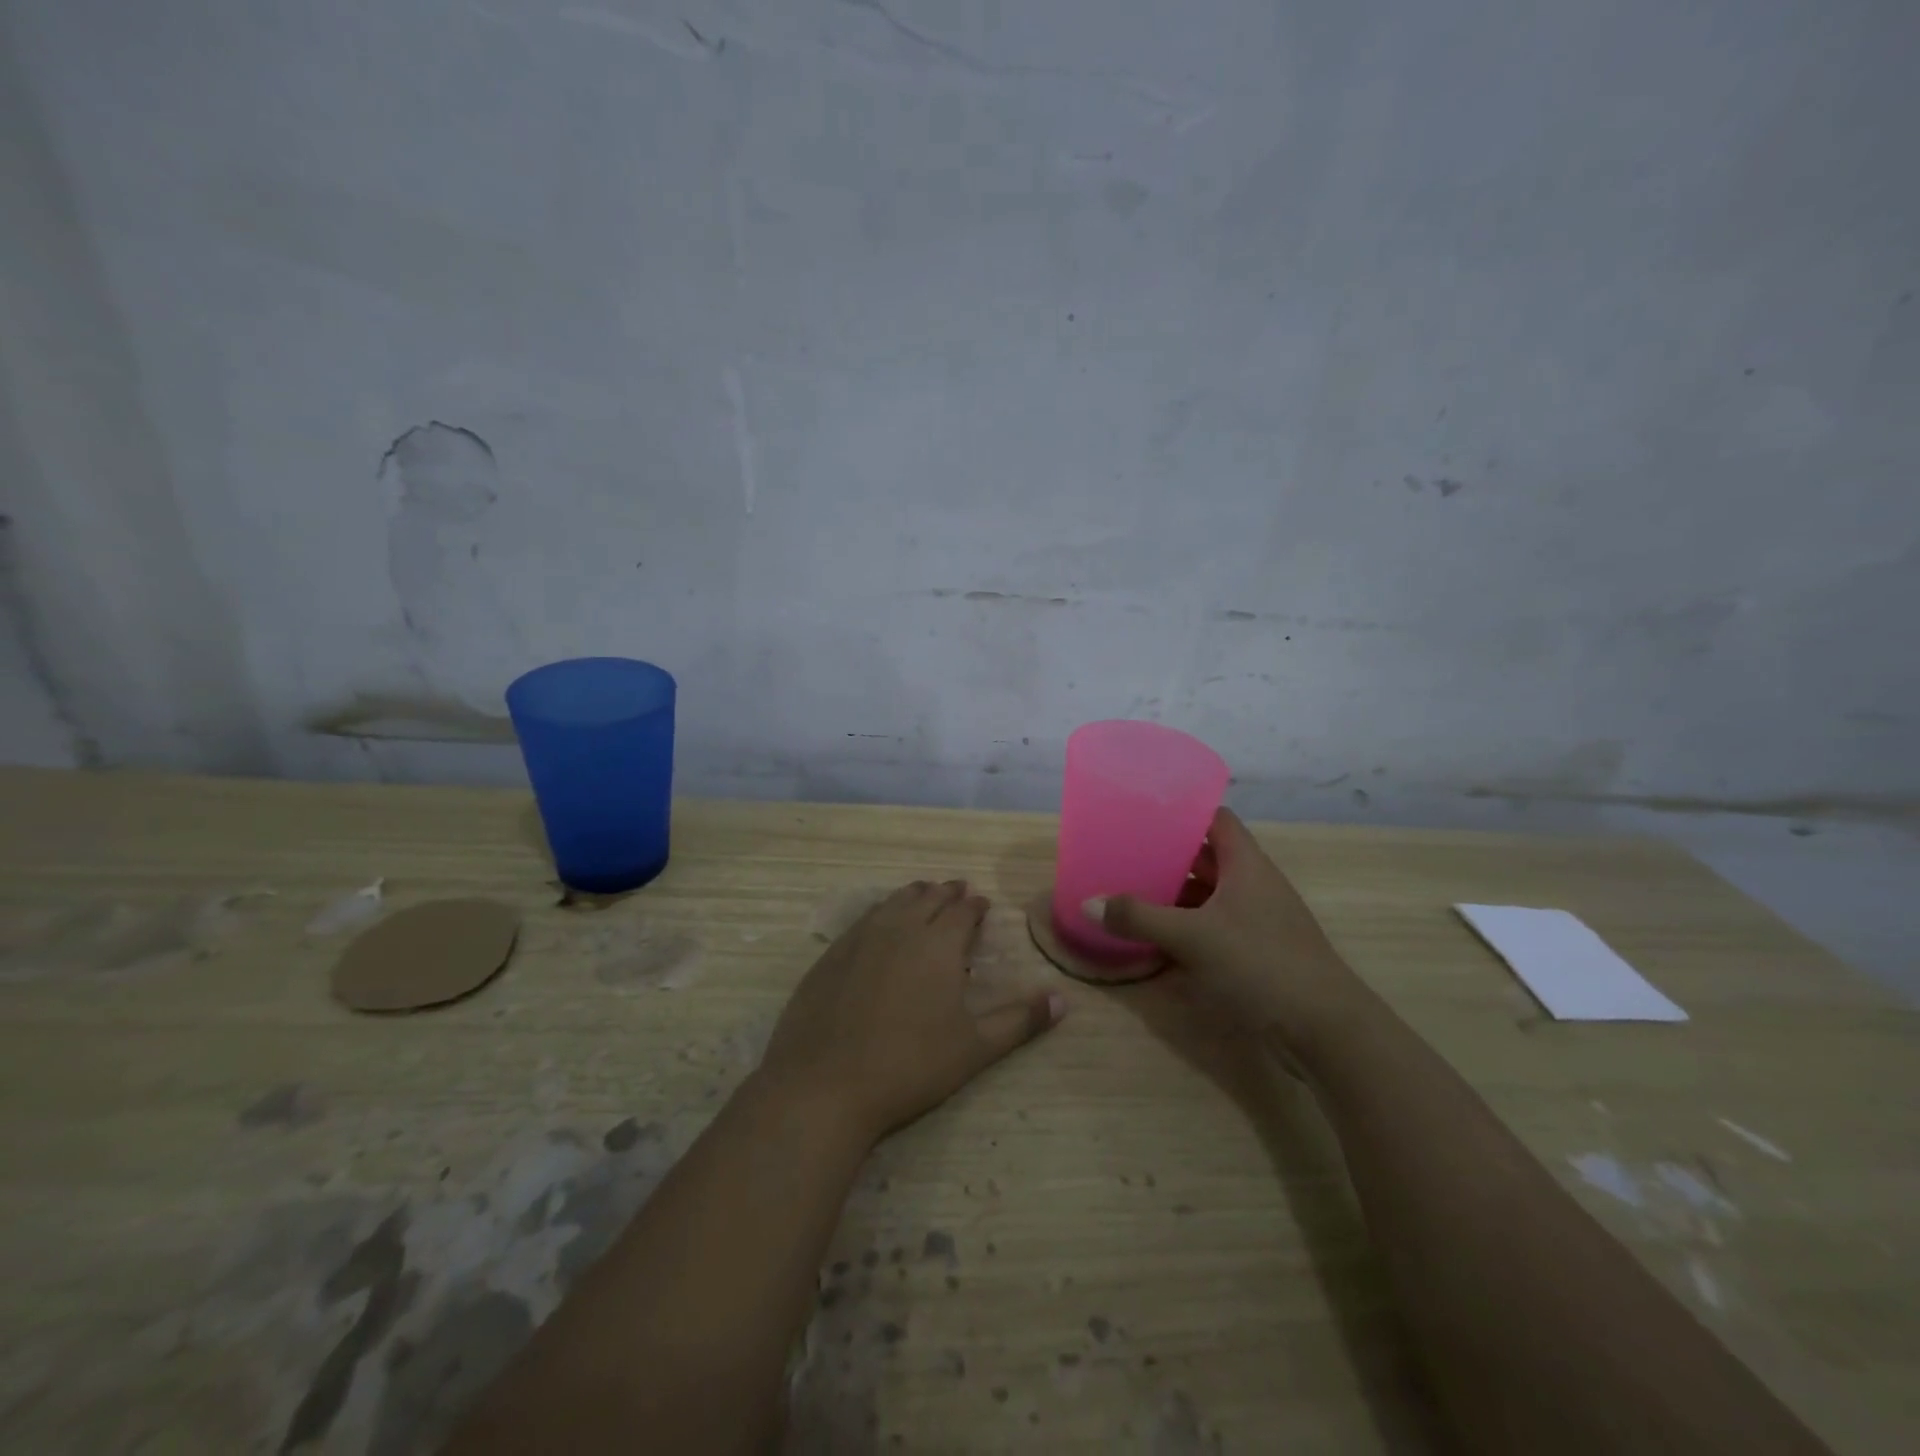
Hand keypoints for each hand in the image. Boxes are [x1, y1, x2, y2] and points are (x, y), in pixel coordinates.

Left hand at [756, 880, 1063, 1145]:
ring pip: (893, 901)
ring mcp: (860, 938)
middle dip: (946, 893)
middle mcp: (900, 928)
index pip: (962, 910)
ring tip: (923, 896)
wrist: (824, 1085)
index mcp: (938, 944)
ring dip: (913, 895)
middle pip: (927, 898)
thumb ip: (1019, 1021)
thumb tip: (1063, 1001)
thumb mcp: (974, 1048)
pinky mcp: (831, 954)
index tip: (982, 904)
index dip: (974, 905)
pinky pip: (864, 918)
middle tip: (957, 891)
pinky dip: (882, 912)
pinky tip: (880, 924)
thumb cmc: (909, 1065)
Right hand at [1086, 808, 1371, 1052]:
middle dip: (1169, 857)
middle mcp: (1254, 885)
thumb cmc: (1261, 964)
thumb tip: (1088, 902)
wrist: (1326, 1031)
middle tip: (1125, 855)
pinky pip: (1215, 928)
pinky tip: (1157, 939)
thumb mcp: (1192, 937)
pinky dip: (1187, 929)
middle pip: (1207, 859)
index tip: (1145, 814)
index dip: (1184, 812)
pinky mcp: (1257, 954)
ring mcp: (1258, 921)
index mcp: (1246, 865)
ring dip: (1175, 896)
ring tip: (1131, 893)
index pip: (1216, 820)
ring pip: (1210, 896)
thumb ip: (1138, 918)